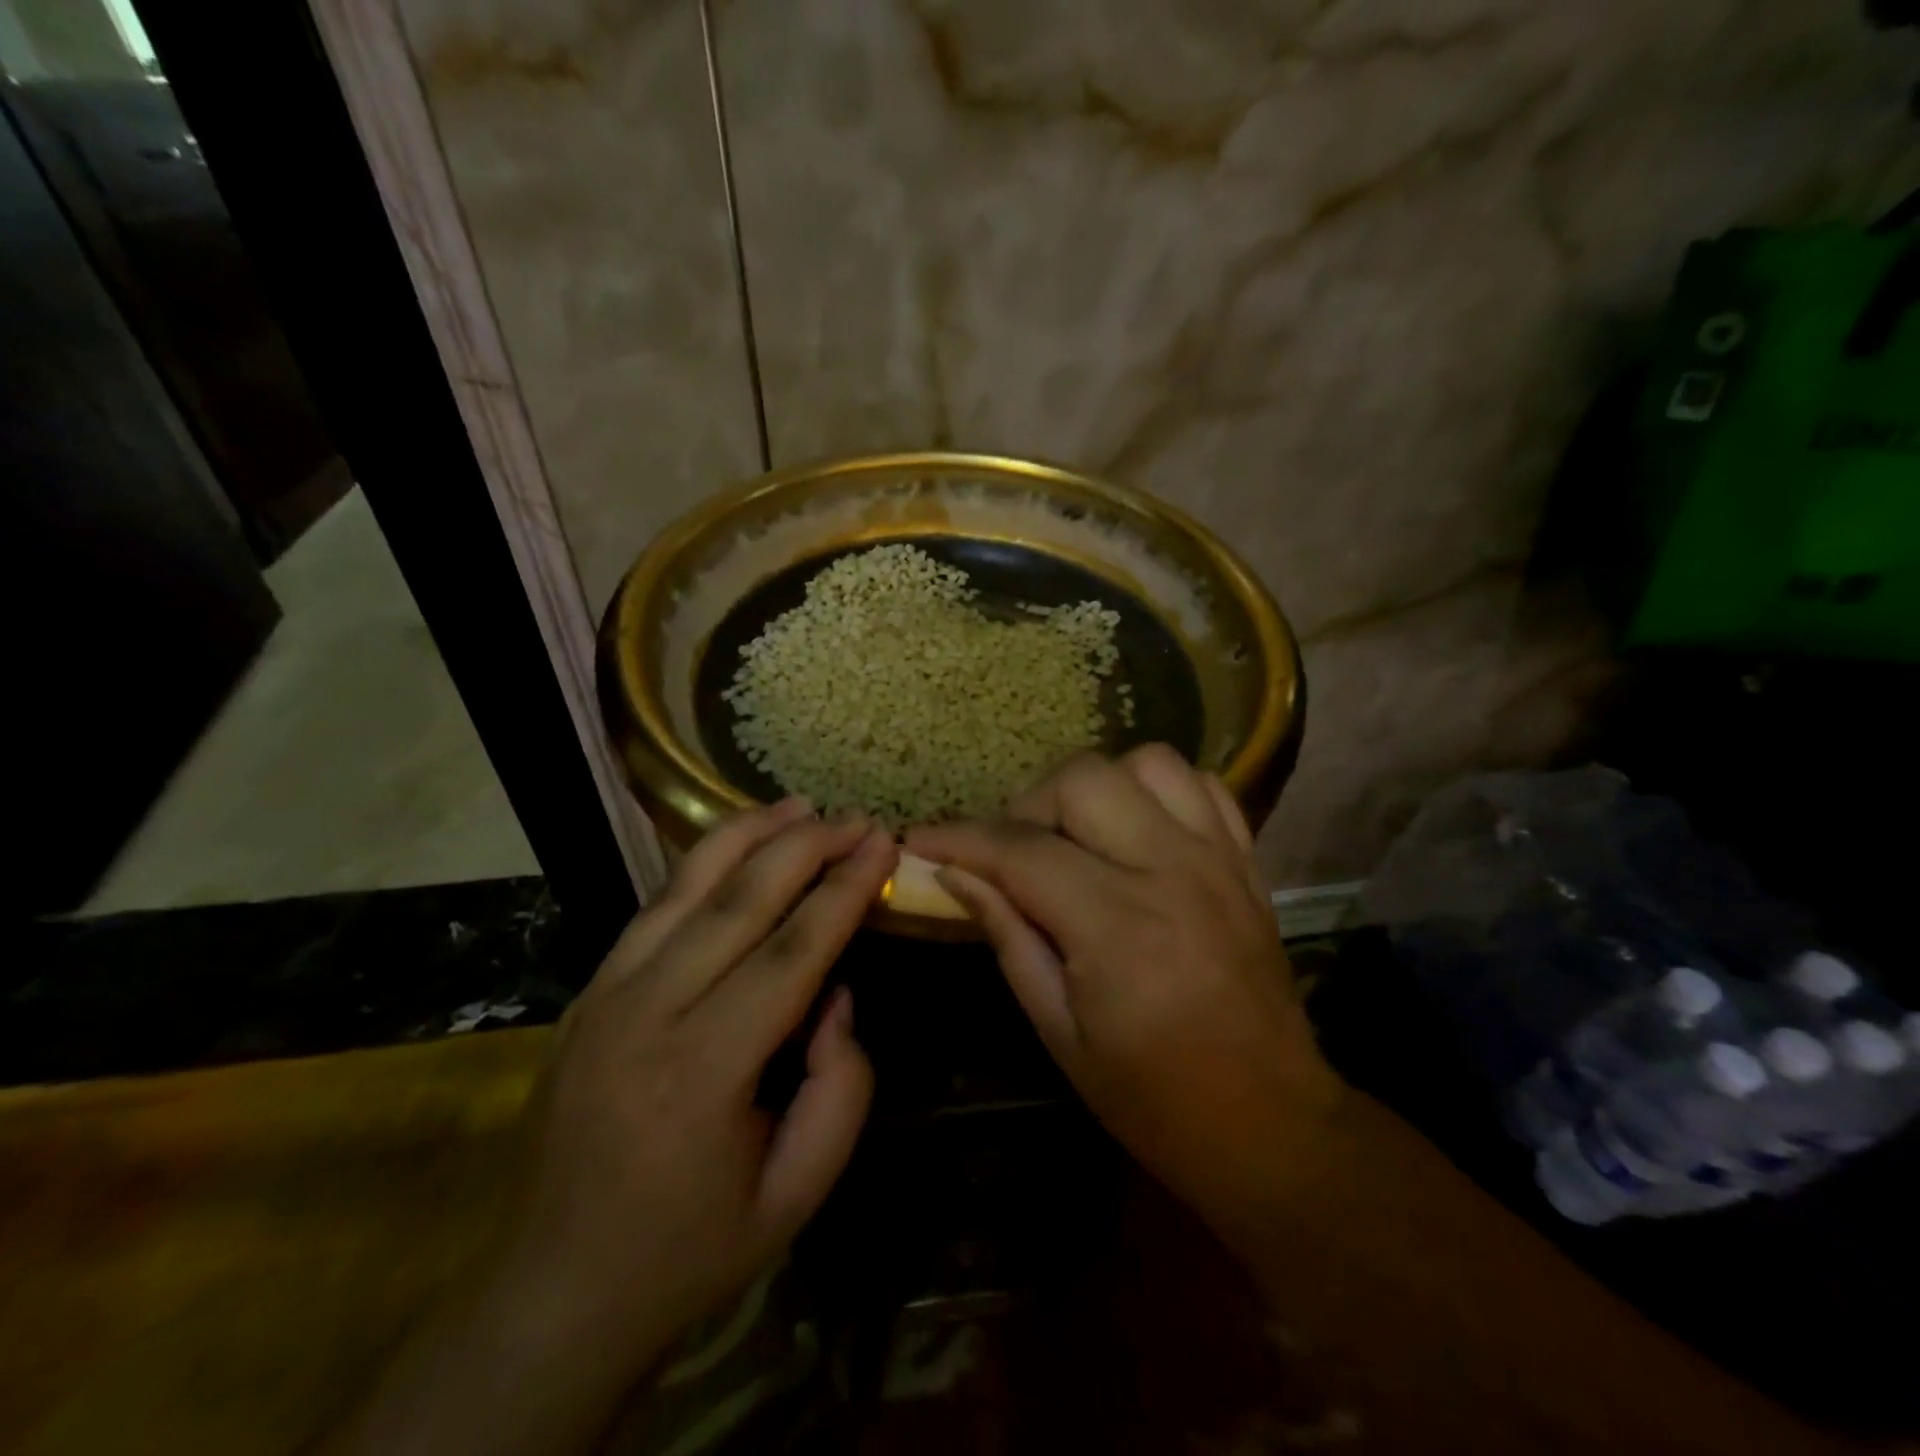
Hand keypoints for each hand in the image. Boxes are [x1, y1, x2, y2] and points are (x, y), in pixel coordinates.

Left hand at [503, 799, 895, 1368]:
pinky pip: (655, 908)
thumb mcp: (797, 1194)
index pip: (791, 952)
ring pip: (685, 887)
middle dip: (805, 847)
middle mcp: (645, 1014)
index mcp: (702, 1071)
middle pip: (738, 901)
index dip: (844, 891)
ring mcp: (605, 996)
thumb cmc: (691, 1250)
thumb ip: (842, 1089)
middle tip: (854, 817)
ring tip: (798, 805)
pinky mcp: (588, 993)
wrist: (555, 1292)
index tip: (883, 846)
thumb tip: (834, 994)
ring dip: (748, 835)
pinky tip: (738, 845)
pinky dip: (702, 865)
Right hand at [906, 747, 1341, 1221]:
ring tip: (1076, 835)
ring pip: (1146, 763)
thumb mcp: (1058, 1032)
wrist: (1270, 1123)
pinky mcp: (1245, 861)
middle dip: (1028, 806)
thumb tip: (955, 874)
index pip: (1021, 851)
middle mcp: (1171, 872)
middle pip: (1082, 780)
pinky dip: (1156, 791)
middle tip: (1012, 853)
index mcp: (1118, 928)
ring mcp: (1217, 859)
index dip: (960, 838)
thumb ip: (1008, 936)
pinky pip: (1200, 784)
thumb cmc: (1152, 1097)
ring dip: (1095, 788)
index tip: (920, 839)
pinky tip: (1135, 829)